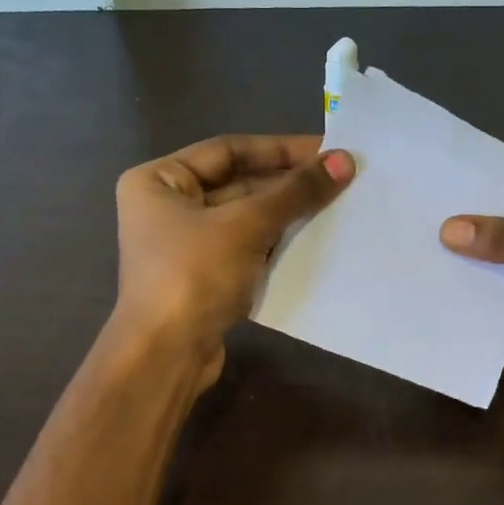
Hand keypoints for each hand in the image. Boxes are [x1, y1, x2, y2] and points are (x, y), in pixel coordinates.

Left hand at [113, 134, 354, 384]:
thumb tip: (344, 160)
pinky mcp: (204, 278)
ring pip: (245, 218)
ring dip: (286, 214)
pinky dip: (276, 243)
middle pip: (237, 183)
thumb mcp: (246, 226)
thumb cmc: (194, 276)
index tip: (327, 149)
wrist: (166, 355)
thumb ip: (295, 192)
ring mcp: (185, 246)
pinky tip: (313, 240)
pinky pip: (246, 248)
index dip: (280, 149)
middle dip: (287, 184)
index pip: (228, 150)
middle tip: (339, 178)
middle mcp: (167, 207)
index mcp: (159, 180)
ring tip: (336, 206)